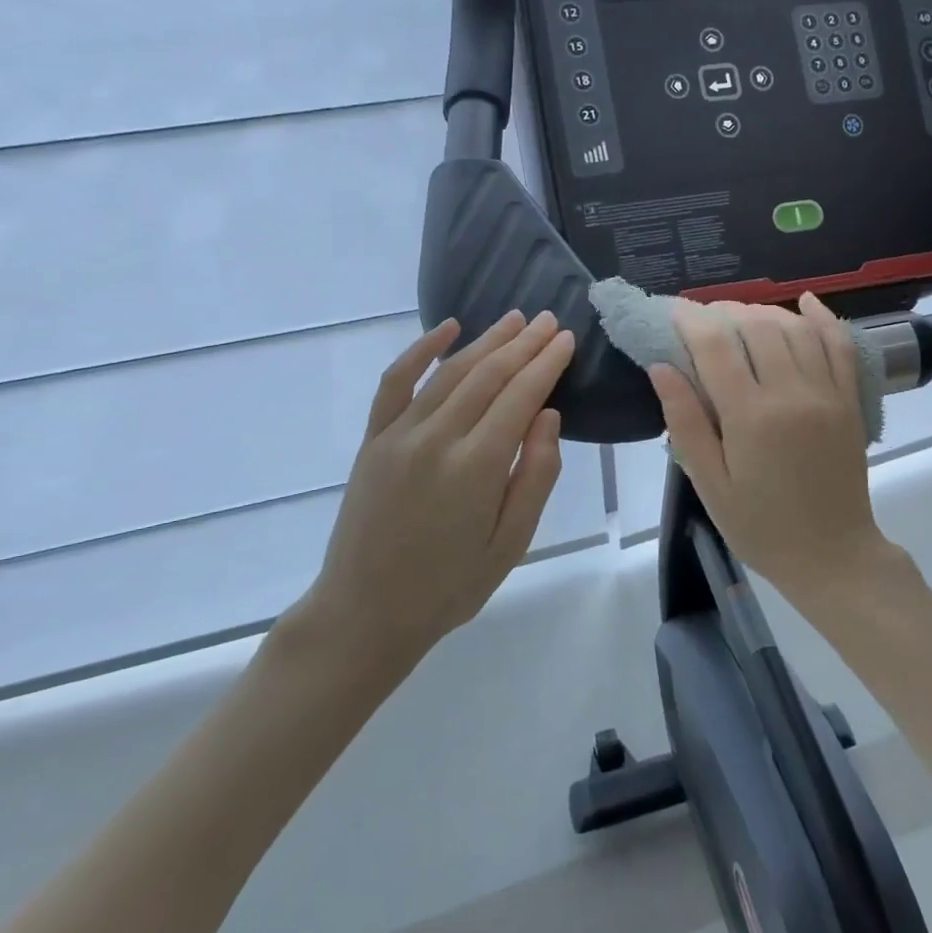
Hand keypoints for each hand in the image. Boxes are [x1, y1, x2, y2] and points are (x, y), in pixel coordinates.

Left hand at [294, 310, 574, 662]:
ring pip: (450, 372)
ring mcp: (399, 435)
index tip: (566, 339)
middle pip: (488, 375)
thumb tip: (548, 415)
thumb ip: (535, 475)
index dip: (546, 364)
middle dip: (523, 344)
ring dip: (486, 341)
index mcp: (477, 467)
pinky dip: (420, 350)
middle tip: (549, 320)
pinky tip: (445, 329)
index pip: (520, 396)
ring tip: (514, 320)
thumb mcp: (511, 543)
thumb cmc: (450, 586)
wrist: (365, 612)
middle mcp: (437, 439)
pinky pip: (396, 382)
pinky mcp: (373, 439)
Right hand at [650, 294, 899, 604]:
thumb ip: (685, 422)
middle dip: (724, 311)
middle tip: (702, 318)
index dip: (690, 320)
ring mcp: (827, 392)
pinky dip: (823, 317)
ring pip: (795, 328)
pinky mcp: (850, 400)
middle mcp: (792, 392)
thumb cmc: (760, 526)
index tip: (671, 312)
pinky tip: (805, 302)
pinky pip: (840, 344)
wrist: (832, 555)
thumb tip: (661, 367)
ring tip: (739, 315)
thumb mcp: (710, 484)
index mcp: (751, 416)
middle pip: (756, 326)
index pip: (716, 346)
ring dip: (764, 311)